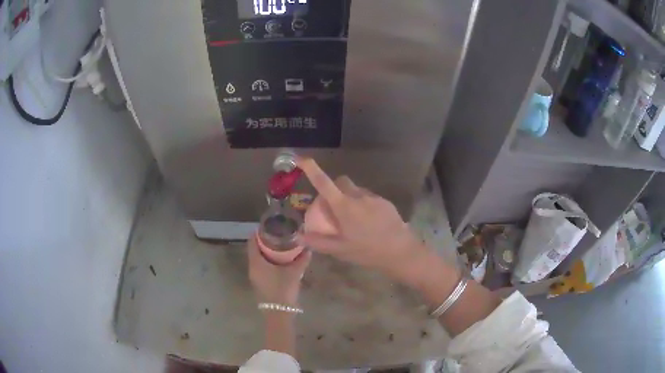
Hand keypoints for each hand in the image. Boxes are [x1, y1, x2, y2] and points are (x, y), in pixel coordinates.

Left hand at [247, 235, 311, 305]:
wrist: (279, 312)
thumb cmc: (283, 289)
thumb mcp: (294, 272)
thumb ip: (302, 259)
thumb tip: (308, 248)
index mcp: (256, 262)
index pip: (252, 241)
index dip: (258, 233)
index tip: (268, 227)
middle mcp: (252, 267)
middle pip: (254, 249)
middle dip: (264, 242)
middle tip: (277, 235)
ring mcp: (254, 277)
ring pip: (257, 259)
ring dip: (265, 252)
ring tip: (279, 246)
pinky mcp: (259, 283)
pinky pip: (260, 267)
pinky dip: (267, 261)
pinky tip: (279, 262)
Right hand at [297, 157, 431, 285]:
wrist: (401, 251)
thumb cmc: (368, 251)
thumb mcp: (340, 250)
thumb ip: (318, 242)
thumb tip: (298, 236)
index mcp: (344, 206)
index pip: (323, 182)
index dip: (310, 168)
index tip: (299, 158)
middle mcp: (358, 196)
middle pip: (341, 181)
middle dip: (333, 188)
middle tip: (333, 208)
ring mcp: (373, 197)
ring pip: (356, 190)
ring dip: (349, 198)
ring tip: (353, 220)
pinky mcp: (385, 202)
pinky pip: (369, 197)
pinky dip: (363, 204)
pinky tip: (369, 223)